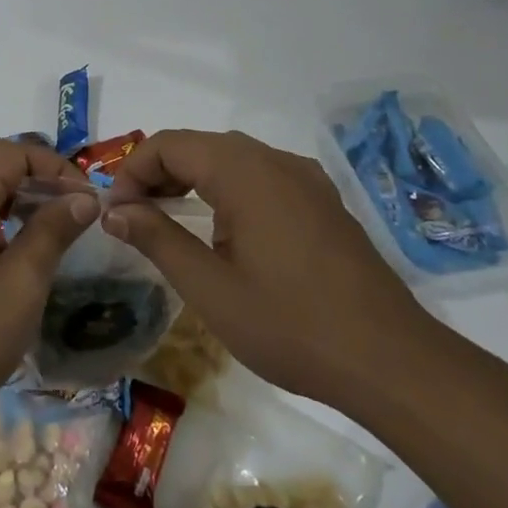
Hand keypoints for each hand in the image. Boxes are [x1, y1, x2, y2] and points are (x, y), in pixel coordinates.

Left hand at [0, 140, 98, 445]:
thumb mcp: (21, 285)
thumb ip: (52, 231)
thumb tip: (84, 198)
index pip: (14, 151)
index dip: (57, 169)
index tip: (89, 203)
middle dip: (37, 180)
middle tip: (74, 216)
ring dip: (14, 197)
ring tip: (49, 231)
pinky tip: (10, 249)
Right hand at [103, 129, 437, 408]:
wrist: (392, 363)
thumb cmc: (290, 325)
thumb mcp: (209, 287)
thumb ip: (156, 238)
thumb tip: (114, 210)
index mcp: (244, 172)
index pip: (169, 144)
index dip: (132, 171)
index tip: (116, 213)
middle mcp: (276, 161)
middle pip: (199, 146)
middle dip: (158, 173)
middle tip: (134, 217)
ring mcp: (306, 180)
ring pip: (231, 158)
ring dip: (191, 179)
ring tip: (168, 220)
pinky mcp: (323, 203)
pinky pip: (261, 176)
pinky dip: (226, 188)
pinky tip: (223, 228)